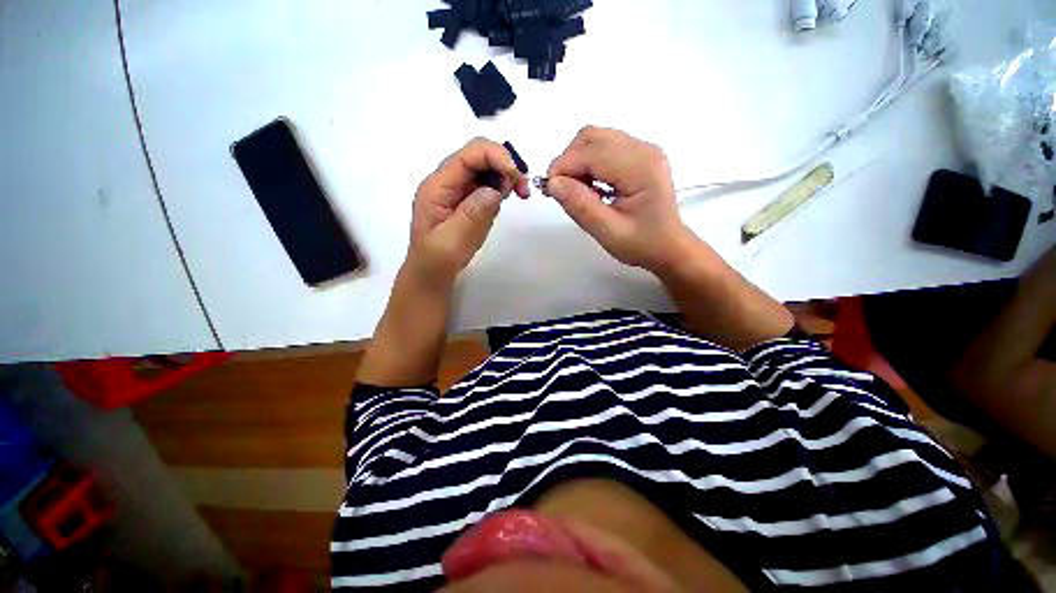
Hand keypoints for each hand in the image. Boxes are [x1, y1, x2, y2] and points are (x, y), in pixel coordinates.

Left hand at [408, 138, 529, 285]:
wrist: (431, 274)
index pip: (468, 155)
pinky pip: (487, 183)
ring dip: (506, 175)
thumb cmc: (437, 261)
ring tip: (521, 194)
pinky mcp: (467, 199)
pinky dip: (502, 186)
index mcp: (438, 187)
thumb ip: (472, 215)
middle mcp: (447, 182)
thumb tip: (495, 190)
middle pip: (478, 156)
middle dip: (504, 165)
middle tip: (523, 190)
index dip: (495, 156)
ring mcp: (457, 190)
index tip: (515, 177)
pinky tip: (509, 197)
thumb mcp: (452, 241)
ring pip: (485, 168)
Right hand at [545, 127, 693, 273]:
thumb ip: (580, 207)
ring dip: (577, 161)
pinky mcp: (638, 156)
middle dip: (568, 161)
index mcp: (640, 168)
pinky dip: (588, 163)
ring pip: (595, 139)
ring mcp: (642, 150)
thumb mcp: (608, 232)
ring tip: (575, 190)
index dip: (564, 167)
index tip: (549, 190)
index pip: (591, 152)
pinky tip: (589, 186)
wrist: (669, 247)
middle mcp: (643, 150)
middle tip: (561, 191)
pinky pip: (604, 147)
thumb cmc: (642, 244)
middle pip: (592, 137)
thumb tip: (553, 183)